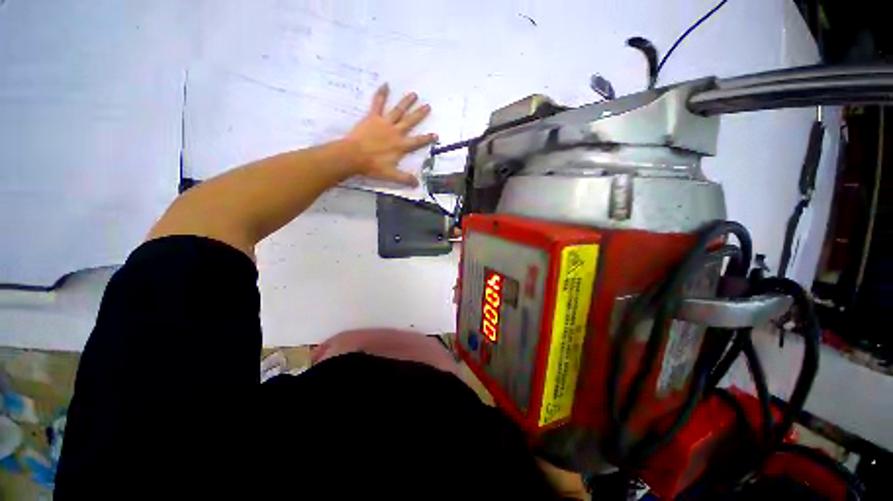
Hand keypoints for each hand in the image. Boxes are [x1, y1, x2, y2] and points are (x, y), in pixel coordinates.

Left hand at [344, 84, 437, 186]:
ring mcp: (384, 123)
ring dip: (406, 102)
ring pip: (398, 110)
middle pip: (410, 121)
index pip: (417, 141)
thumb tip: (417, 184)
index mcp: (401, 146)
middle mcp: (396, 132)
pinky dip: (381, 94)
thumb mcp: (391, 175)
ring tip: (414, 94)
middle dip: (420, 114)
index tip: (436, 134)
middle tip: (428, 106)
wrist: (354, 156)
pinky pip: (378, 103)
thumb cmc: (373, 166)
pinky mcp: (372, 117)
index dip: (427, 138)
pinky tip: (385, 84)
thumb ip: (405, 178)